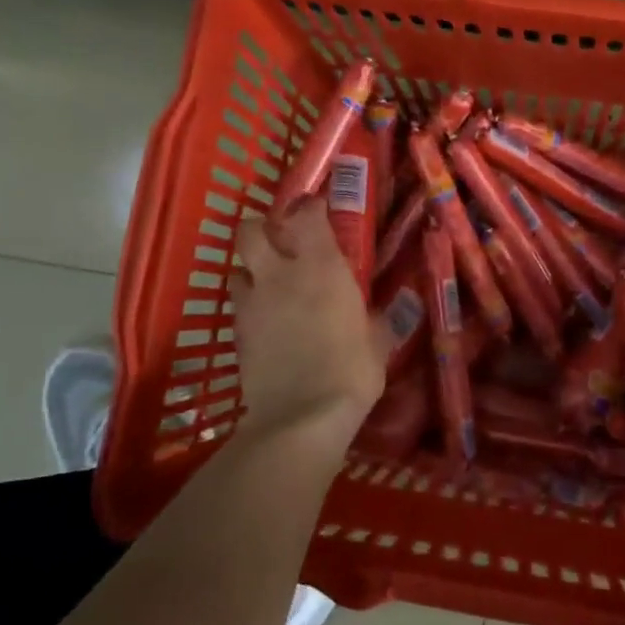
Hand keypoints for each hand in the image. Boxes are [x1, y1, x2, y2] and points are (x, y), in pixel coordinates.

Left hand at [230, 200, 389, 445]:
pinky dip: (248, 305)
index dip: (309, 207)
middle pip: (250, 230)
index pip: (306, 215)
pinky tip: (264, 321)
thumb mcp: (377, 343)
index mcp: (321, 267)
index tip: (316, 209)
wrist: (300, 417)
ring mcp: (252, 302)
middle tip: (279, 241)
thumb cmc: (351, 371)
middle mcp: (280, 274)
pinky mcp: (236, 331)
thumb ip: (378, 320)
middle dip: (260, 228)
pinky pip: (237, 305)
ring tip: (267, 283)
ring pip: (236, 267)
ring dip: (250, 269)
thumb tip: (388, 311)